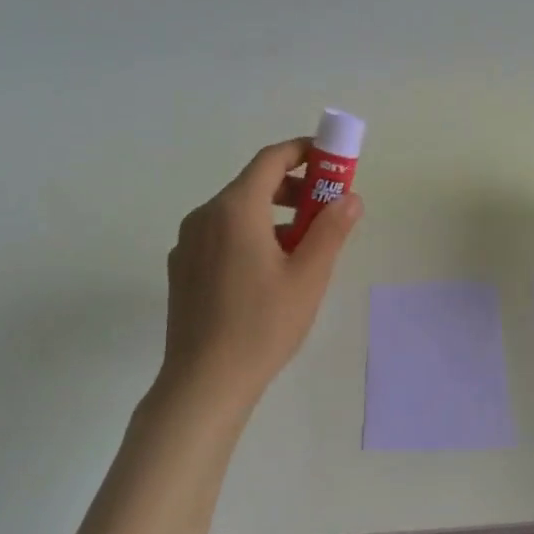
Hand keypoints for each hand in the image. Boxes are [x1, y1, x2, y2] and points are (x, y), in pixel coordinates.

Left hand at [157, 138, 363, 409]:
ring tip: (304, 247)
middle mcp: (205, 216)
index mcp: (235, 209)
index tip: (331, 160)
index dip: (304, 152)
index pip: (271, 159)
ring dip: (274, 216)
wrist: (204, 382)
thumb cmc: (262, 325)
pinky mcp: (183, 268)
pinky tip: (269, 272)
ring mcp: (188, 243)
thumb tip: (350, 197)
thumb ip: (331, 229)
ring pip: (237, 212)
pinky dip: (250, 236)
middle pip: (253, 184)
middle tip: (326, 208)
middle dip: (294, 189)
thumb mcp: (309, 276)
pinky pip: (221, 235)